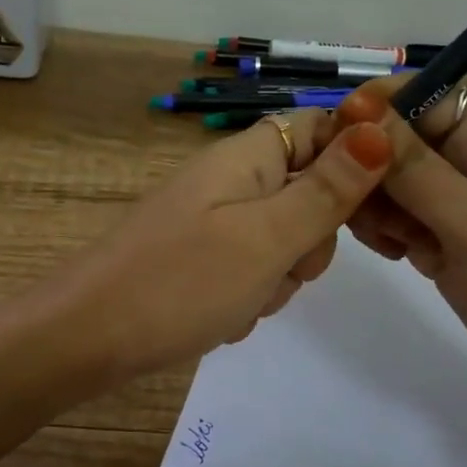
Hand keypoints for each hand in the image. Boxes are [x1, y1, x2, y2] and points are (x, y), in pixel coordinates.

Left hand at [61, 110, 393, 381]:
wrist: (86, 338)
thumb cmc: (181, 281)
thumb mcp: (269, 237)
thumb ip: (328, 188)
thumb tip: (381, 129)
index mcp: (247, 157)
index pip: (320, 129)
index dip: (352, 161)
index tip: (365, 212)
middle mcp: (230, 179)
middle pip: (307, 191)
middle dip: (309, 239)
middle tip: (283, 266)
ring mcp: (212, 220)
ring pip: (282, 240)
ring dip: (278, 277)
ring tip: (244, 300)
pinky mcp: (199, 258)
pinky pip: (249, 269)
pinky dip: (248, 296)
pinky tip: (223, 318)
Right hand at [316, 83, 466, 411]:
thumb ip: (414, 170)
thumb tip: (356, 111)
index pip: (424, 95)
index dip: (377, 108)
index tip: (336, 140)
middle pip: (399, 137)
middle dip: (370, 165)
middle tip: (353, 206)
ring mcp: (458, 200)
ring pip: (389, 178)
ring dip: (374, 203)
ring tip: (387, 241)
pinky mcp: (445, 235)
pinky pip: (396, 214)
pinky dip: (384, 230)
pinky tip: (395, 254)